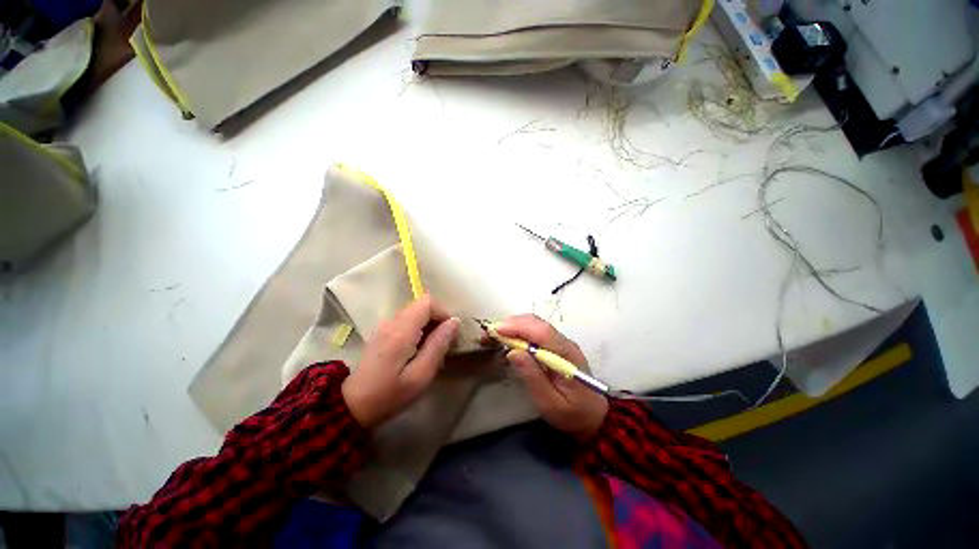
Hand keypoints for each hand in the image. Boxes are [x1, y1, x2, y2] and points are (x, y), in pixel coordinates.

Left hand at [342, 295, 460, 427]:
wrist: (353, 405)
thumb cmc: (389, 394)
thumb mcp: (420, 375)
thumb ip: (438, 346)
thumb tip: (454, 322)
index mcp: (401, 331)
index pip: (427, 302)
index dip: (443, 312)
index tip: (450, 333)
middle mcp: (392, 322)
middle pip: (422, 305)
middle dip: (438, 319)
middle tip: (444, 342)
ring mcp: (386, 326)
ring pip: (415, 312)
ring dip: (429, 325)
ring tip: (433, 348)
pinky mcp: (384, 332)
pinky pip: (408, 321)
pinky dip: (420, 329)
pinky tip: (420, 349)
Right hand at [494, 315, 607, 442]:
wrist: (594, 416)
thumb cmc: (572, 414)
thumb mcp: (550, 403)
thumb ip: (533, 377)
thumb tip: (513, 352)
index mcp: (567, 355)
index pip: (542, 332)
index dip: (519, 327)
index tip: (497, 330)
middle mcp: (565, 343)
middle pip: (537, 323)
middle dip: (512, 324)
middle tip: (490, 333)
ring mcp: (562, 342)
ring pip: (536, 324)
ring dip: (514, 325)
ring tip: (495, 335)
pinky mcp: (557, 345)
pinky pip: (536, 331)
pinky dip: (520, 330)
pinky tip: (509, 338)